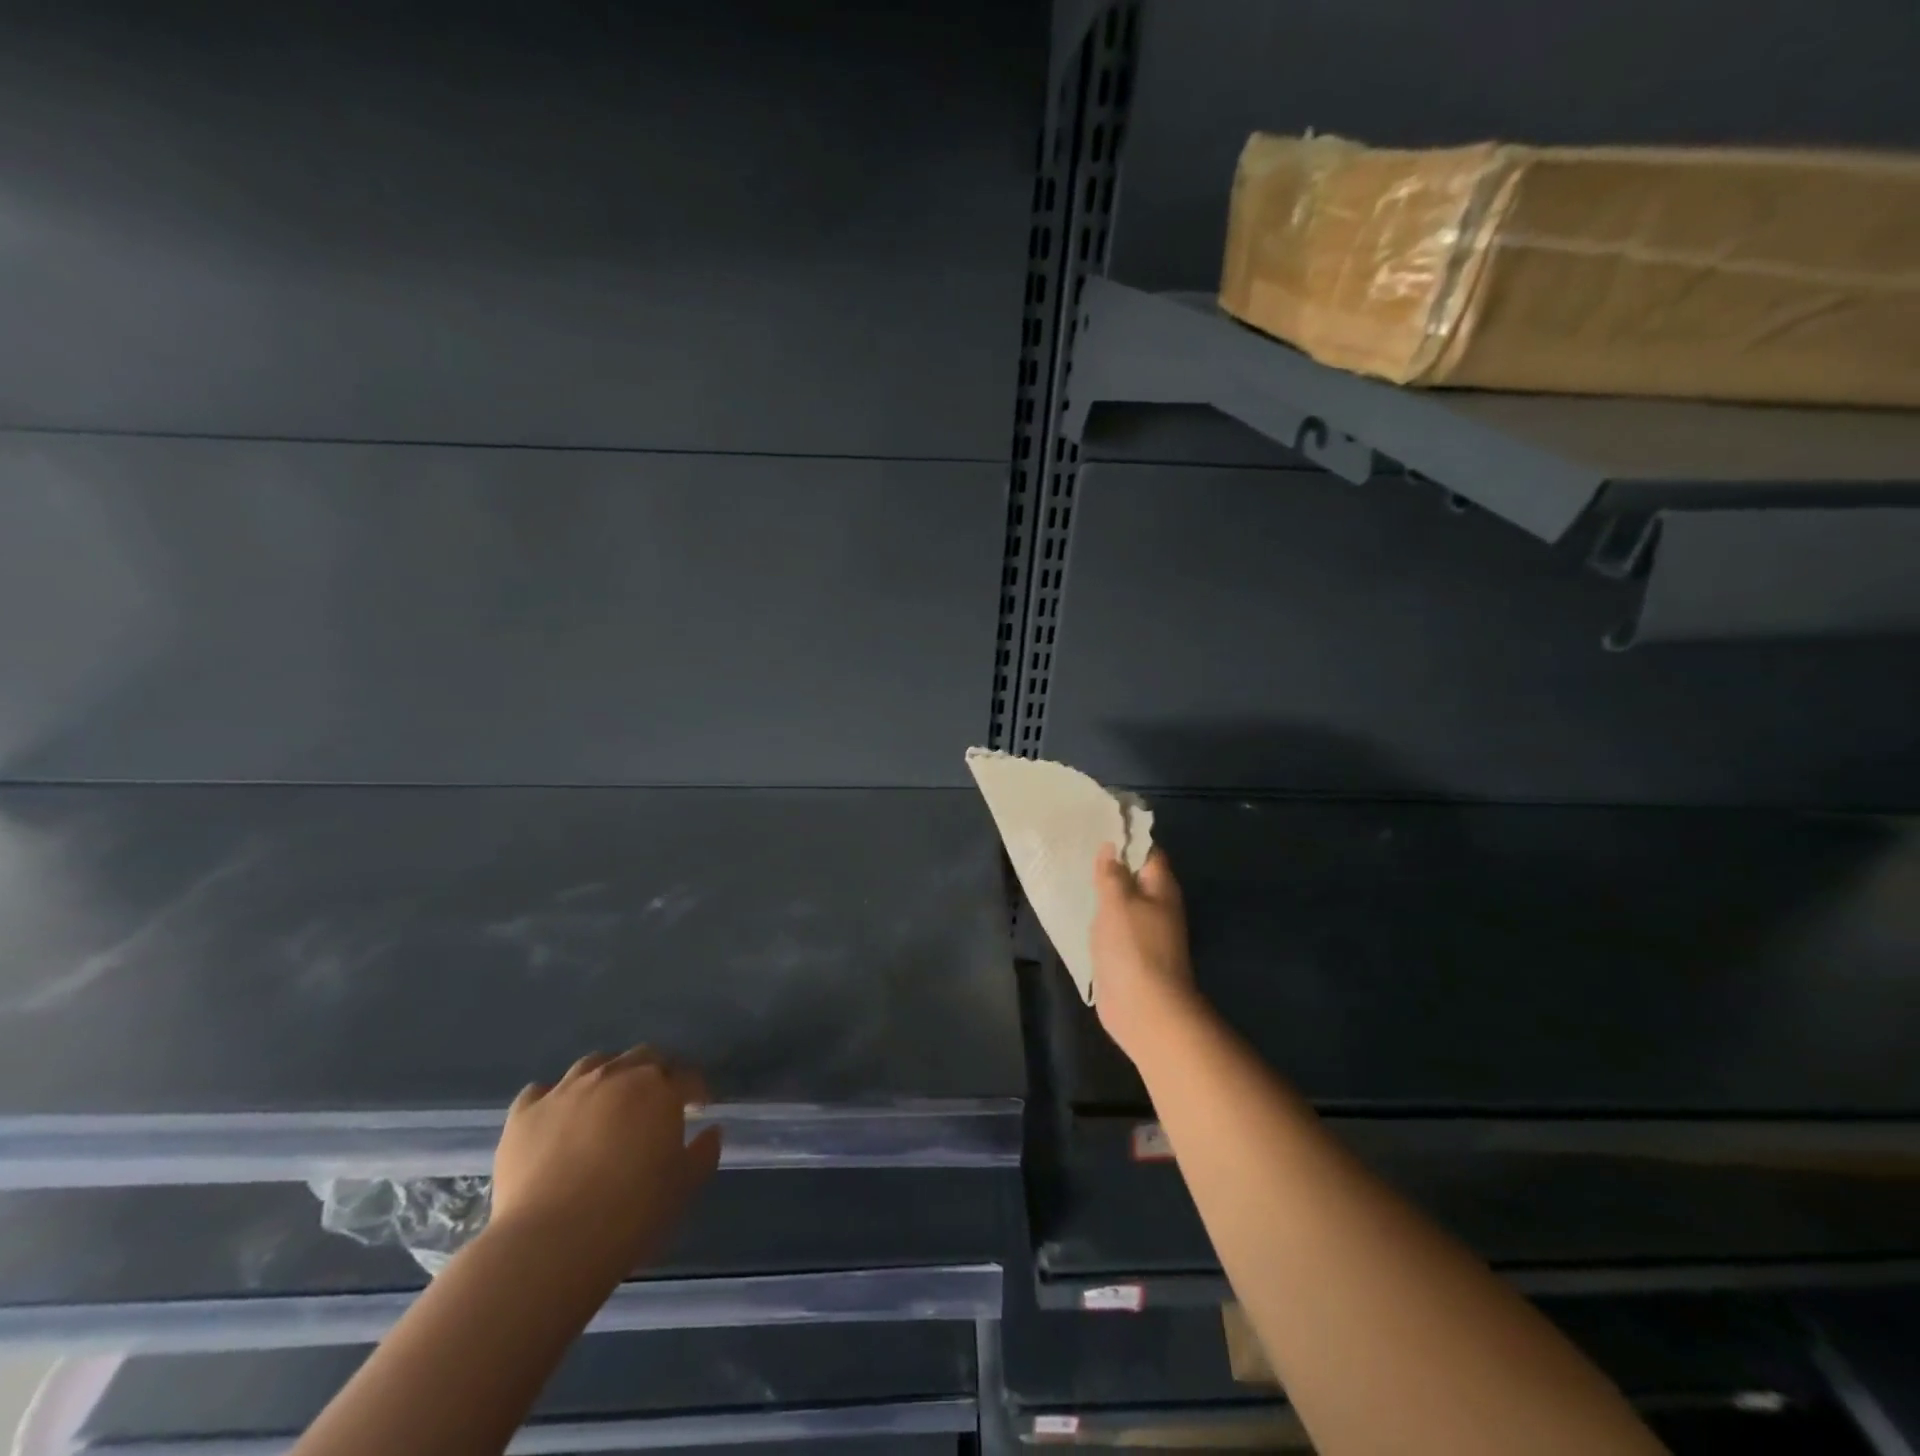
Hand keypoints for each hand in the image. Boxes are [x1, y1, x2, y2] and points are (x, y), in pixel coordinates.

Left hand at [490, 1046, 721, 1275]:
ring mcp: (566, 1090)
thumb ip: (703, 1153)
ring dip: (607, 1076)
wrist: (551, 1244)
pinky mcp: (524, 1114)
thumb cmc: (631, 1214)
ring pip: (593, 1064)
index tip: (700, 1105)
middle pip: (642, 1057)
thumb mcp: (683, 1187)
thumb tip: (711, 1131)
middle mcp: (614, 1075)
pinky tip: (556, 1118)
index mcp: (658, 1088)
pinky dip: (553, 1099)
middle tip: (656, 1100)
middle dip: (655, 1073)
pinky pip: (541, 1091)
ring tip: (606, 1102)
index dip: (696, 1089)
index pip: (687, 1076)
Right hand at [1091, 845, 1202, 1066]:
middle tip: (1077, 848)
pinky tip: (1078, 911)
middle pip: (1135, 876)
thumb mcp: (1118, 901)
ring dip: (1103, 892)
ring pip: (1122, 902)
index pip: (1148, 851)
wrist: (1144, 1009)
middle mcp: (1157, 906)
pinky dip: (1099, 918)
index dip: (1127, 837)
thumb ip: (1112, 873)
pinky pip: (1113, 926)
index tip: (1098, 825)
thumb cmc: (1133, 947)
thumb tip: (1112, 847)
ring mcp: (1144, 932)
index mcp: (1161, 887)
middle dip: (1111, 864)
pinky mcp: (1129, 954)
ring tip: (1073, 874)